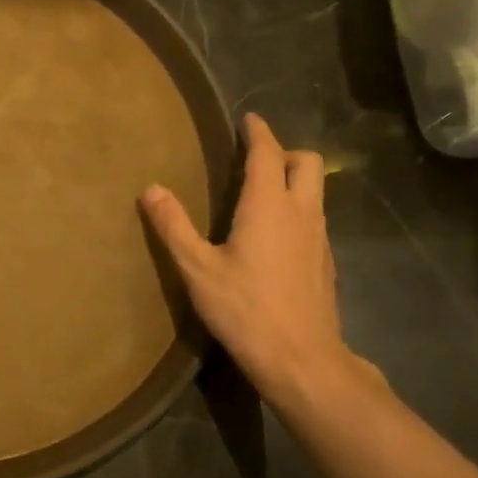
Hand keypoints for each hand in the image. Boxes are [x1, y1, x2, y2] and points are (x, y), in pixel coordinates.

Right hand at [141, 113, 371, 405]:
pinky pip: (315, 219)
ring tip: (262, 195)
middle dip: (284, 152)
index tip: (248, 119)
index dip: (257, 132)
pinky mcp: (325, 262)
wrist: (300, 358)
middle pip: (307, 162)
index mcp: (269, 205)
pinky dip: (298, 211)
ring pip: (316, 191)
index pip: (267, 153)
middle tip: (255, 161)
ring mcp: (319, 238)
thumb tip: (151, 188)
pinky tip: (275, 237)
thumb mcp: (197, 268)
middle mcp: (302, 212)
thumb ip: (173, 226)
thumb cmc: (245, 308)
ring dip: (294, 181)